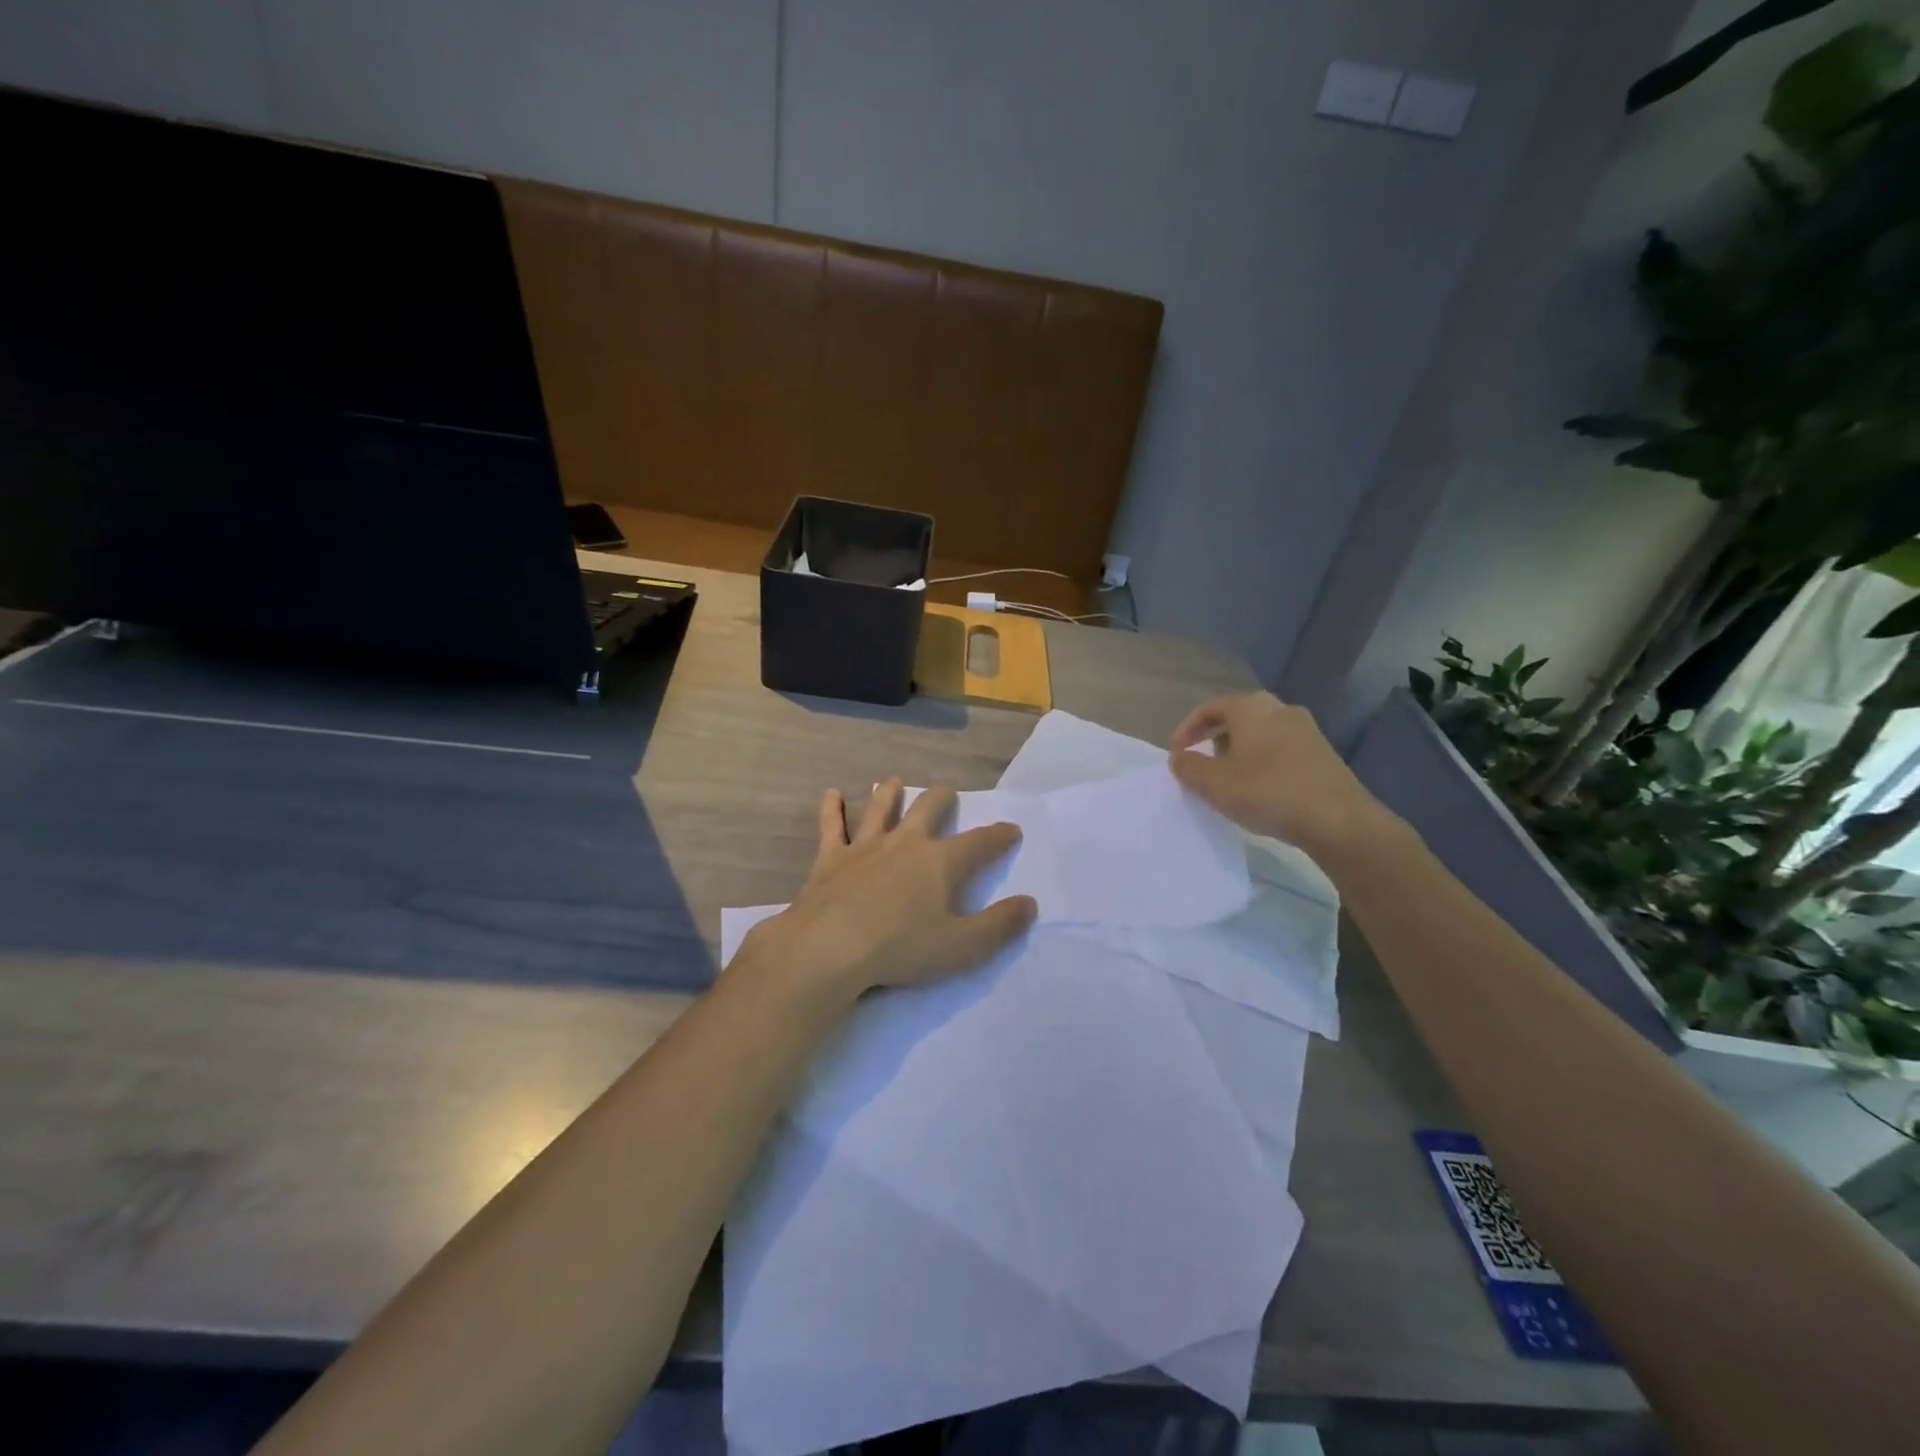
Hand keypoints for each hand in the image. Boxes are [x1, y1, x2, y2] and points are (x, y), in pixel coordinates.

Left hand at [740, 779, 1036, 1003]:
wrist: (830, 948)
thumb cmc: (901, 949)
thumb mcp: (963, 947)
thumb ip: (999, 925)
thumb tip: (1029, 903)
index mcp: (940, 862)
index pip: (979, 843)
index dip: (999, 836)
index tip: (1012, 829)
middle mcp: (905, 843)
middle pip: (928, 810)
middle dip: (941, 799)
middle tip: (947, 792)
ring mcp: (865, 847)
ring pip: (880, 809)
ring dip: (889, 793)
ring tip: (894, 781)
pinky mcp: (831, 859)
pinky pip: (832, 827)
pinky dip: (832, 809)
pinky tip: (831, 794)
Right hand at [1168, 692, 1395, 860]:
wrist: (1338, 820)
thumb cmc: (1267, 792)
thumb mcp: (1214, 783)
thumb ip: (1188, 767)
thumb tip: (1179, 757)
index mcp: (1250, 707)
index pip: (1209, 708)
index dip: (1186, 730)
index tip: (1176, 755)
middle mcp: (1279, 708)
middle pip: (1236, 716)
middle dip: (1214, 738)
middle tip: (1201, 763)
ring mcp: (1306, 729)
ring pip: (1260, 732)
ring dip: (1238, 750)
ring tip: (1228, 779)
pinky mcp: (1322, 752)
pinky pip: (1280, 747)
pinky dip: (1262, 760)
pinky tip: (1259, 788)